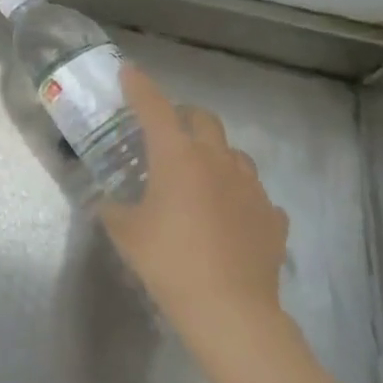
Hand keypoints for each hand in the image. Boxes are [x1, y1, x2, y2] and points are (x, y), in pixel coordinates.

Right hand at [97, 64, 289, 370]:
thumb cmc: (168, 261)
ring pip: (232, 153)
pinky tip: (227, 215)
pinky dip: (237, 194)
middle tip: (163, 133)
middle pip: (202, 119)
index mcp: (176, 156)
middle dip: (182, 116)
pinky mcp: (272, 217)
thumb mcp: (124, 231)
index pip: (153, 106)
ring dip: (213, 153)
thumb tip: (109, 201)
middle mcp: (216, 160)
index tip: (128, 71)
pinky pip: (253, 193)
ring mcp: (250, 188)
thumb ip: (113, 207)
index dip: (138, 86)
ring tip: (197, 175)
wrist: (230, 311)